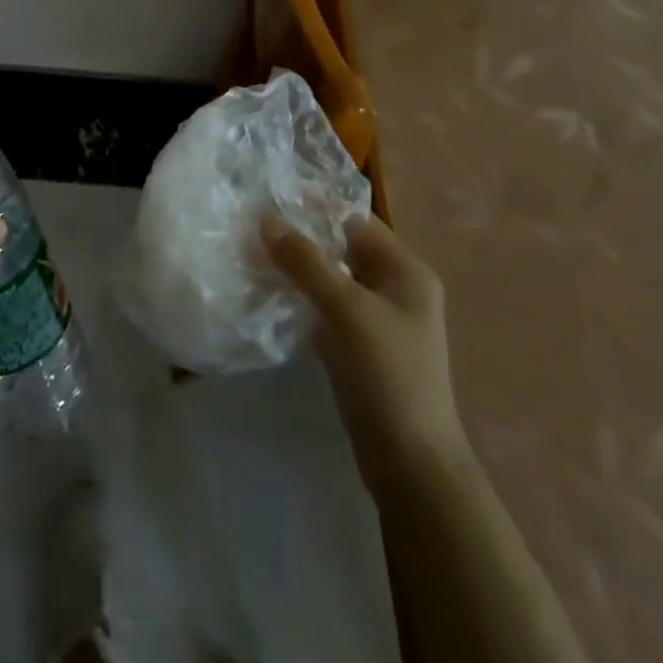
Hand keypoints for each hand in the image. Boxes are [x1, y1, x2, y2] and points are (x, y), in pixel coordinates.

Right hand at [263, 214, 469, 494]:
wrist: (410, 462)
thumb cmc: (386, 373)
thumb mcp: (345, 309)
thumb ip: (306, 261)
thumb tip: (266, 220)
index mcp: (406, 270)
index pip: (355, 221)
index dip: (315, 208)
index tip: (269, 200)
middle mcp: (396, 288)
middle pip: (342, 249)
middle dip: (301, 239)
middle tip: (252, 228)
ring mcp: (378, 320)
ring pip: (331, 280)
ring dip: (298, 270)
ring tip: (253, 257)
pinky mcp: (360, 347)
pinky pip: (327, 309)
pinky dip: (302, 300)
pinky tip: (269, 296)